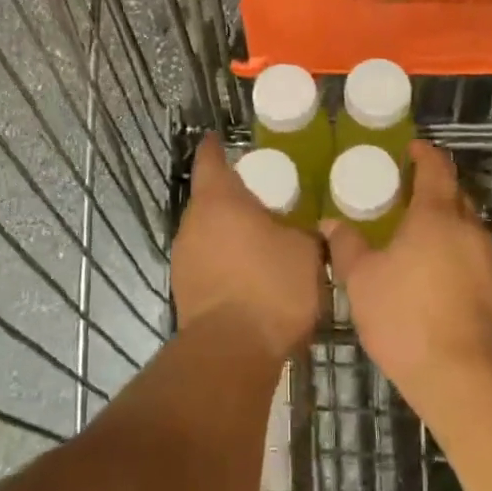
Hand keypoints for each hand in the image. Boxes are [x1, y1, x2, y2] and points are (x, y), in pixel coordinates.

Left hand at [171, 134, 324, 360]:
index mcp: (219, 200)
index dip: (214, 148)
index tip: (217, 138)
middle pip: (209, 199)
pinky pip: (207, 263)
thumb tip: (307, 230)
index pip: (210, 161)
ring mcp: (184, 258)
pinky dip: (225, 262)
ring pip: (207, 233)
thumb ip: (305, 233)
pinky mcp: (184, 292)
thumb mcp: (306, 252)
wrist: (231, 352)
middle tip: (261, 198)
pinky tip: (249, 276)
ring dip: (228, 233)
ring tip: (259, 240)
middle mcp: (193, 223)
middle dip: (231, 198)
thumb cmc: (270, 286)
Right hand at [323, 140, 491, 404]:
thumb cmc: (406, 316)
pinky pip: (470, 251)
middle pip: (455, 193)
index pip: (436, 168)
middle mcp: (468, 227)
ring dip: (444, 219)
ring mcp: (487, 258)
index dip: (424, 153)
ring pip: (466, 224)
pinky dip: (452, 246)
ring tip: (415, 229)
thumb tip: (331, 223)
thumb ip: (347, 245)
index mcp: (436, 214)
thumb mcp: (362, 279)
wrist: (462, 376)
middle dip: (434, 185)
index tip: (411, 147)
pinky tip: (432, 266)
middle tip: (406, 190)